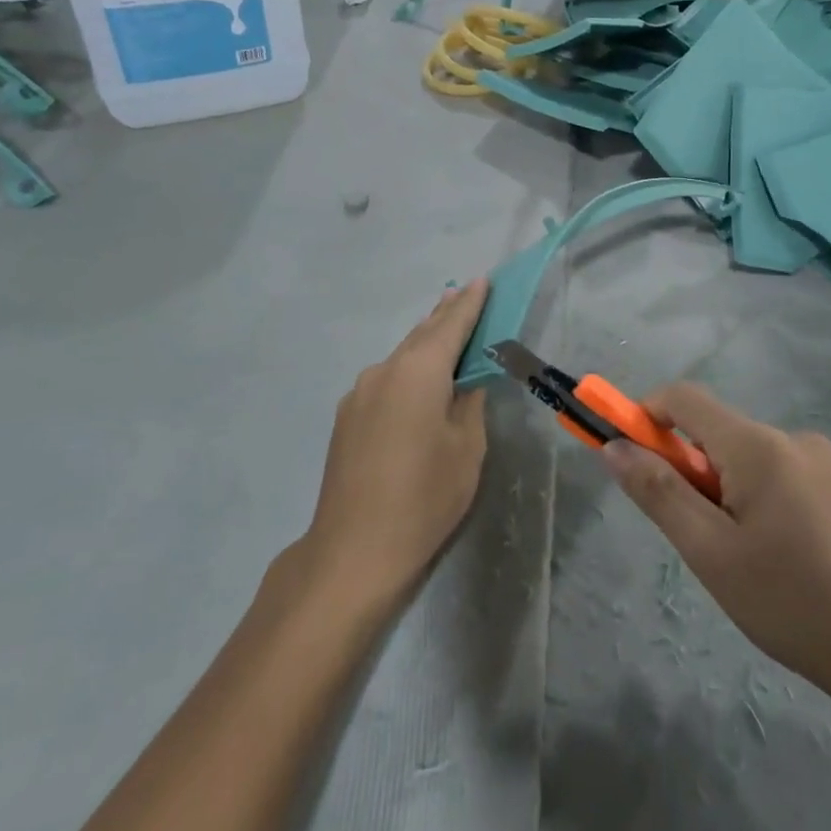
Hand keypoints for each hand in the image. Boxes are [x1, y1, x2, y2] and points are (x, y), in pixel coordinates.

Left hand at [304, 280, 490, 604]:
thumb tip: (466, 381)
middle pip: (421, 335)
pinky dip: (407, 370)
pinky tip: (417, 381)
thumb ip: (469, 403)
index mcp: (418, 372)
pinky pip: (385, 379)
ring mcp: (359, 393)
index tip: (483, 280)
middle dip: (445, 316)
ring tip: (445, 330)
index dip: (470, 303)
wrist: (354, 549)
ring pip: (400, 357)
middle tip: (465, 295)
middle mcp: (383, 371)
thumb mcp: (466, 449)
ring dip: (424, 343)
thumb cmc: (424, 497)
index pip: (451, 325)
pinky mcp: (347, 416)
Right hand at [602, 382, 830, 710]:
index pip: (684, 398)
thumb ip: (658, 493)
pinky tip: (790, 558)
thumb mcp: (710, 553)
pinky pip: (789, 476)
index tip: (630, 456)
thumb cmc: (792, 603)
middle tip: (701, 537)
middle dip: (694, 469)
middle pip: (721, 433)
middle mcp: (796, 439)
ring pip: (755, 458)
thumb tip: (614, 447)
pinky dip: (767, 498)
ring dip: (731, 489)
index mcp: (759, 445)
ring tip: (749, 558)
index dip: (646, 414)